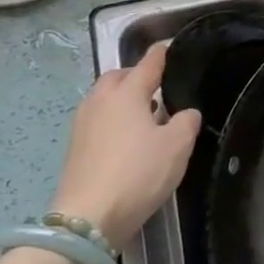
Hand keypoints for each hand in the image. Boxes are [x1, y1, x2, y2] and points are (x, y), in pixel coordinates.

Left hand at [49, 43, 200, 249]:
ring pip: (105, 98)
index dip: (161, 54)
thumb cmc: (139, 172)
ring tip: (147, 110)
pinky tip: (130, 135)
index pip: (147, 64)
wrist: (89, 217)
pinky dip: (115, 118)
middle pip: (118, 77)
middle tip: (160, 84)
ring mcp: (83, 124)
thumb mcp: (178, 145)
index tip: (170, 46)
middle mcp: (100, 101)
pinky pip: (99, 119)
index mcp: (126, 93)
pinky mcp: (76, 147)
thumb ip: (186, 122)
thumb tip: (185, 113)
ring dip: (124, 98)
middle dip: (137, 75)